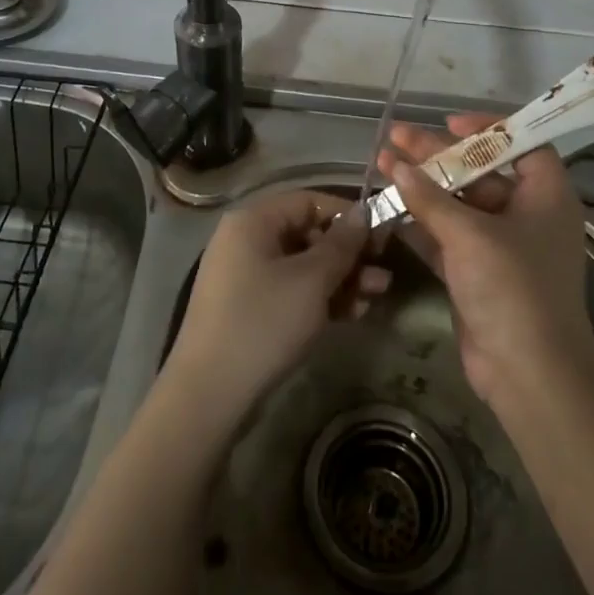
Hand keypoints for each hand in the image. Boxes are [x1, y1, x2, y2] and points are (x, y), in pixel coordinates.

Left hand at [166, 189, 390, 422]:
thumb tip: (363, 214)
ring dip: (341, 279)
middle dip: (349, 255)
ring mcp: (244, 276)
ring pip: (302, 266)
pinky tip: (352, 315)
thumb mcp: (312, 280)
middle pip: (307, 234)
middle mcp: (245, 240)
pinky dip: (320, 298)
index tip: (381, 238)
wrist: (210, 393)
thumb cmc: (264, 322)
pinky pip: (291, 291)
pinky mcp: (248, 308)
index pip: (309, 201)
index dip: (347, 216)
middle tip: (383, 277)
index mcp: (253, 220)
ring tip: (376, 298)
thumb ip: (342, 244)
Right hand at [381, 115, 593, 407]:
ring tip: (382, 163)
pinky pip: (446, 236)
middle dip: (437, 155)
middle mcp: (526, 216)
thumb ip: (430, 198)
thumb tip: (397, 166)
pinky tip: (389, 204)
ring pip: (457, 204)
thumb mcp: (470, 235)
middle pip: (479, 172)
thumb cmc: (513, 290)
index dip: (487, 129)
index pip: (522, 145)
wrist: (529, 374)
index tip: (448, 122)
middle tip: (396, 137)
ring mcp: (501, 247)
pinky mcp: (477, 273)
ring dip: (422, 186)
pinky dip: (420, 221)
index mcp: (545, 197)